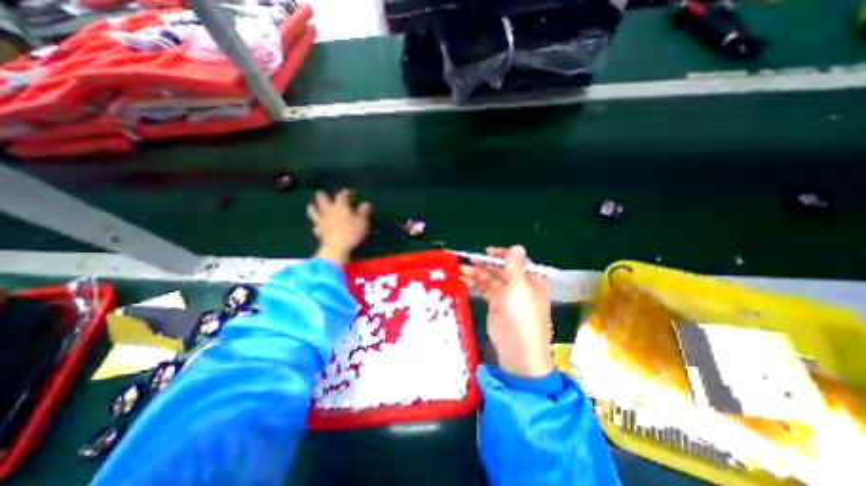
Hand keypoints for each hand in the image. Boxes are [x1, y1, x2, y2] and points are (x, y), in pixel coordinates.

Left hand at [306, 190, 369, 264]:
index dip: (346, 192)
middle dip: (323, 195)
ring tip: (313, 205)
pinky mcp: (318, 231)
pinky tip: (317, 225)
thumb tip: (366, 204)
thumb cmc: (351, 232)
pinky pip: (315, 225)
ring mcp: (321, 220)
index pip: (342, 195)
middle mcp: (328, 210)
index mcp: (340, 206)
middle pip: (322, 198)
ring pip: (313, 210)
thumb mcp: (362, 222)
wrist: (336, 247)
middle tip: (324, 194)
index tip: (350, 193)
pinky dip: (316, 224)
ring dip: (313, 207)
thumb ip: (364, 212)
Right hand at [459, 246, 554, 378]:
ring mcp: (507, 296)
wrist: (517, 352)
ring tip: (461, 270)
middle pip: (500, 269)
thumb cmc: (521, 318)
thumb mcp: (519, 288)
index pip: (515, 261)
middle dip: (484, 265)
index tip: (486, 252)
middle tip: (467, 261)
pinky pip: (485, 289)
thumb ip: (514, 266)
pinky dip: (476, 284)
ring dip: (477, 273)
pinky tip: (464, 280)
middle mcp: (519, 285)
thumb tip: (517, 247)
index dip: (501, 255)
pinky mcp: (496, 305)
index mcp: (530, 280)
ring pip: (491, 279)